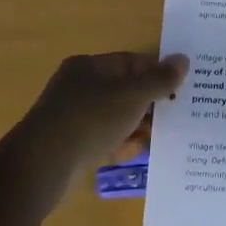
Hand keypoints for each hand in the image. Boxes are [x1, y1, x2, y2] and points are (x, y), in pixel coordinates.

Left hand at [0, 52, 188, 214]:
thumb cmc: (90, 119)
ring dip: (136, 127)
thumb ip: (160, 79)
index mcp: (89, 66)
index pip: (131, 62)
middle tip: (174, 117)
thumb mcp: (132, 95)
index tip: (180, 89)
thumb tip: (183, 60)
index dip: (157, 73)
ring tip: (157, 138)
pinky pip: (103, 139)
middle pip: (124, 90)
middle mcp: (78, 87)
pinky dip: (119, 144)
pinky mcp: (70, 144)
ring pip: (115, 117)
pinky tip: (132, 154)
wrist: (42, 165)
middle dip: (149, 104)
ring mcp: (72, 117)